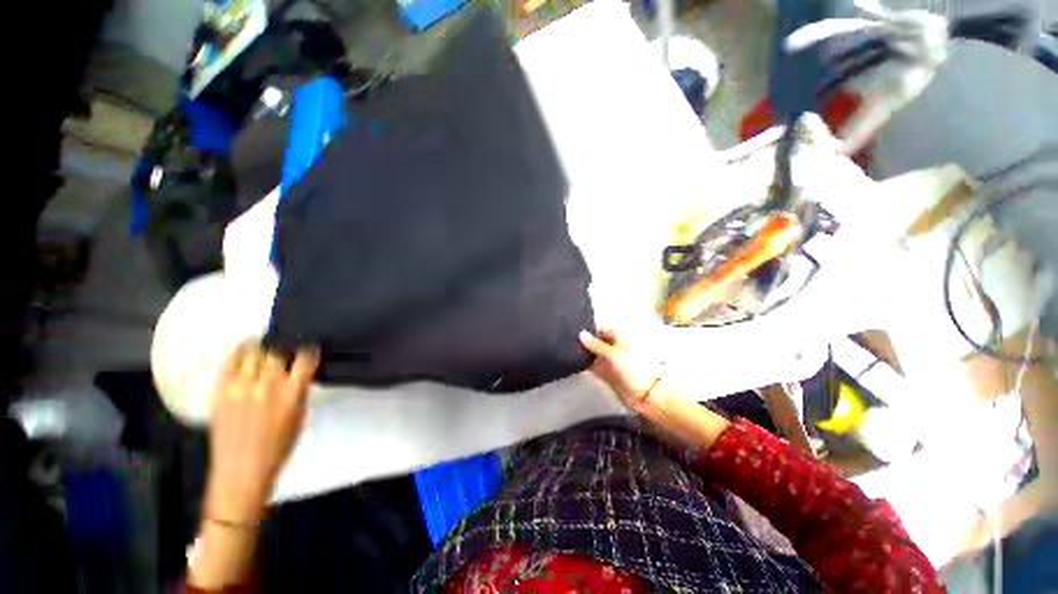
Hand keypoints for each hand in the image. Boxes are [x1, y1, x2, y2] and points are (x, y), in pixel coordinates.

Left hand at [204, 342, 318, 524]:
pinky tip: (245, 347)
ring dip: (263, 348)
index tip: (309, 349)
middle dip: (285, 349)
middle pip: (278, 351)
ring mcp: (240, 387)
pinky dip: (239, 351)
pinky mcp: (220, 391)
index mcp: (292, 392)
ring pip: (254, 353)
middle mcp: (267, 386)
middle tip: (286, 350)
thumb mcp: (299, 416)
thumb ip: (299, 390)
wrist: (242, 471)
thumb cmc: (276, 449)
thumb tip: (300, 372)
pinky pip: (229, 361)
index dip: (309, 350)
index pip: (305, 357)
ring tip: (266, 346)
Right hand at [580, 329, 729, 450]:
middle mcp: (615, 347)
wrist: (645, 395)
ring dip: (585, 353)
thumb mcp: (612, 353)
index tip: (577, 332)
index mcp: (620, 337)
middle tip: (573, 342)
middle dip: (586, 341)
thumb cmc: (635, 369)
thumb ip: (595, 344)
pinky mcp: (607, 373)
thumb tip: (582, 334)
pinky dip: (587, 364)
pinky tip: (578, 363)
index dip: (590, 329)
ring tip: (573, 352)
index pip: (602, 328)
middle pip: (597, 340)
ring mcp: (611, 360)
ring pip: (594, 353)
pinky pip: (593, 365)